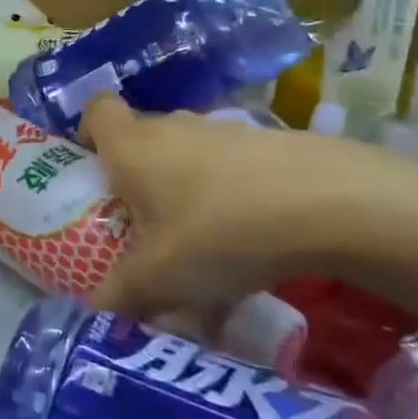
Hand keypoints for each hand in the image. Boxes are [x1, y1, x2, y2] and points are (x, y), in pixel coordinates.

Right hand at [82, 94, 417, 326]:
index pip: (96, 111)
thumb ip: (121, 293)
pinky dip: (229, 200)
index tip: (94, 171)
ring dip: (185, 193)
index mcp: (132, 145)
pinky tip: (250, 249)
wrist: (329, 203)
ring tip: (201, 250)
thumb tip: (95, 308)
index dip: (88, 134)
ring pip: (187, 157)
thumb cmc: (219, 230)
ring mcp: (222, 132)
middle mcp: (172, 127)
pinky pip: (230, 171)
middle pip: (141, 138)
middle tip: (144, 227)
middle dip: (137, 179)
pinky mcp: (267, 145)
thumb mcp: (161, 277)